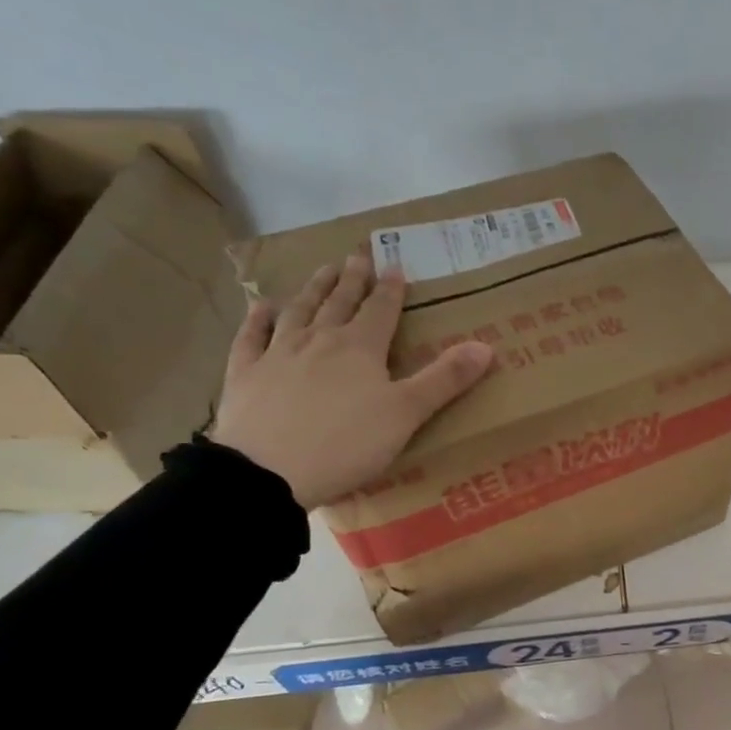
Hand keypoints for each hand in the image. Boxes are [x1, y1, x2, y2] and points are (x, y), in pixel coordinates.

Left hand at [211, 248, 492, 508]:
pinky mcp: (244, 375)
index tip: (395, 266)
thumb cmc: (347, 444)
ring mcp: (277, 355)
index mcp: (360, 348)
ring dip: (312, 290)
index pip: (381, 310)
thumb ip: (445, 379)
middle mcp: (319, 340)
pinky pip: (251, 338)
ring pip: (298, 312)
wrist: (267, 472)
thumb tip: (486, 346)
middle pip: (338, 303)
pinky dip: (258, 320)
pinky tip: (262, 307)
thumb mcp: (408, 414)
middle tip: (356, 256)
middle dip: (351, 280)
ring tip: (321, 270)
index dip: (390, 289)